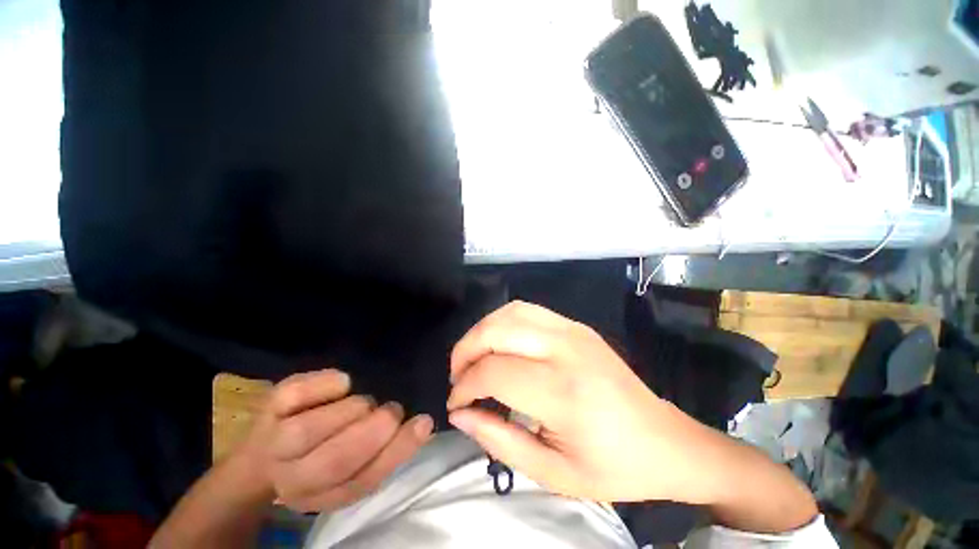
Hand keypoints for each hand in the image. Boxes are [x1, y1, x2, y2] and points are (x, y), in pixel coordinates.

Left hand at [238, 370, 433, 512]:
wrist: (262, 455)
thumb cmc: (321, 457)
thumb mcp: (353, 469)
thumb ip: (385, 452)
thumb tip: (421, 424)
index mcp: (322, 495)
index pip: (361, 482)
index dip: (396, 451)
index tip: (423, 422)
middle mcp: (291, 476)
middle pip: (332, 461)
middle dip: (373, 431)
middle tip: (392, 411)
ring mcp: (273, 439)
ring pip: (308, 430)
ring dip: (351, 410)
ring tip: (364, 404)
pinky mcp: (270, 405)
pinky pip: (298, 392)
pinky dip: (327, 383)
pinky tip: (342, 384)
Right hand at [446, 301, 722, 503]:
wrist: (666, 441)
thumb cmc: (613, 467)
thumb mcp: (553, 473)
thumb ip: (499, 441)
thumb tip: (460, 414)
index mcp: (563, 392)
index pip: (493, 372)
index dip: (464, 387)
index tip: (456, 404)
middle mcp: (566, 349)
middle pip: (496, 331)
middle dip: (465, 351)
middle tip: (459, 378)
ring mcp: (573, 330)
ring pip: (509, 312)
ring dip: (482, 331)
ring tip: (475, 358)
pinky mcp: (577, 325)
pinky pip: (527, 310)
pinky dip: (503, 322)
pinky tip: (500, 344)